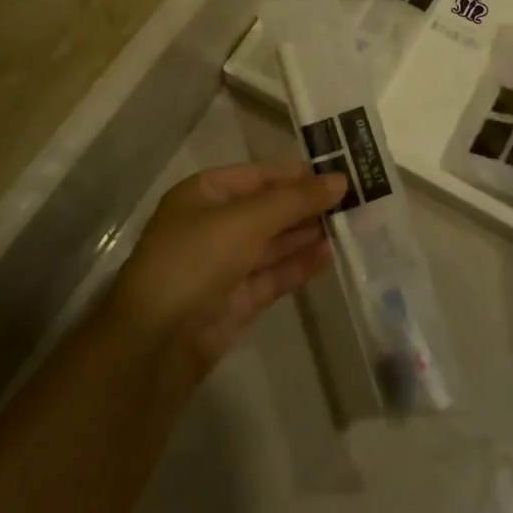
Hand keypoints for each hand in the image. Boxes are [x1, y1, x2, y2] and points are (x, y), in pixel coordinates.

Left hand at [109, 161, 342, 381]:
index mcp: (205, 193)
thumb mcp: (246, 220)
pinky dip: (299, 264)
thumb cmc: (195, 260)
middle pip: (268, 208)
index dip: (298, 174)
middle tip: (357, 199)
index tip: (341, 171)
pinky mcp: (236, 299)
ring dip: (308, 233)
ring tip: (352, 224)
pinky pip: (273, 274)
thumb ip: (294, 200)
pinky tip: (331, 255)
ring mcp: (224, 263)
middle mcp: (213, 224)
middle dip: (307, 204)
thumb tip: (340, 180)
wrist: (155, 341)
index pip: (260, 175)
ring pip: (273, 242)